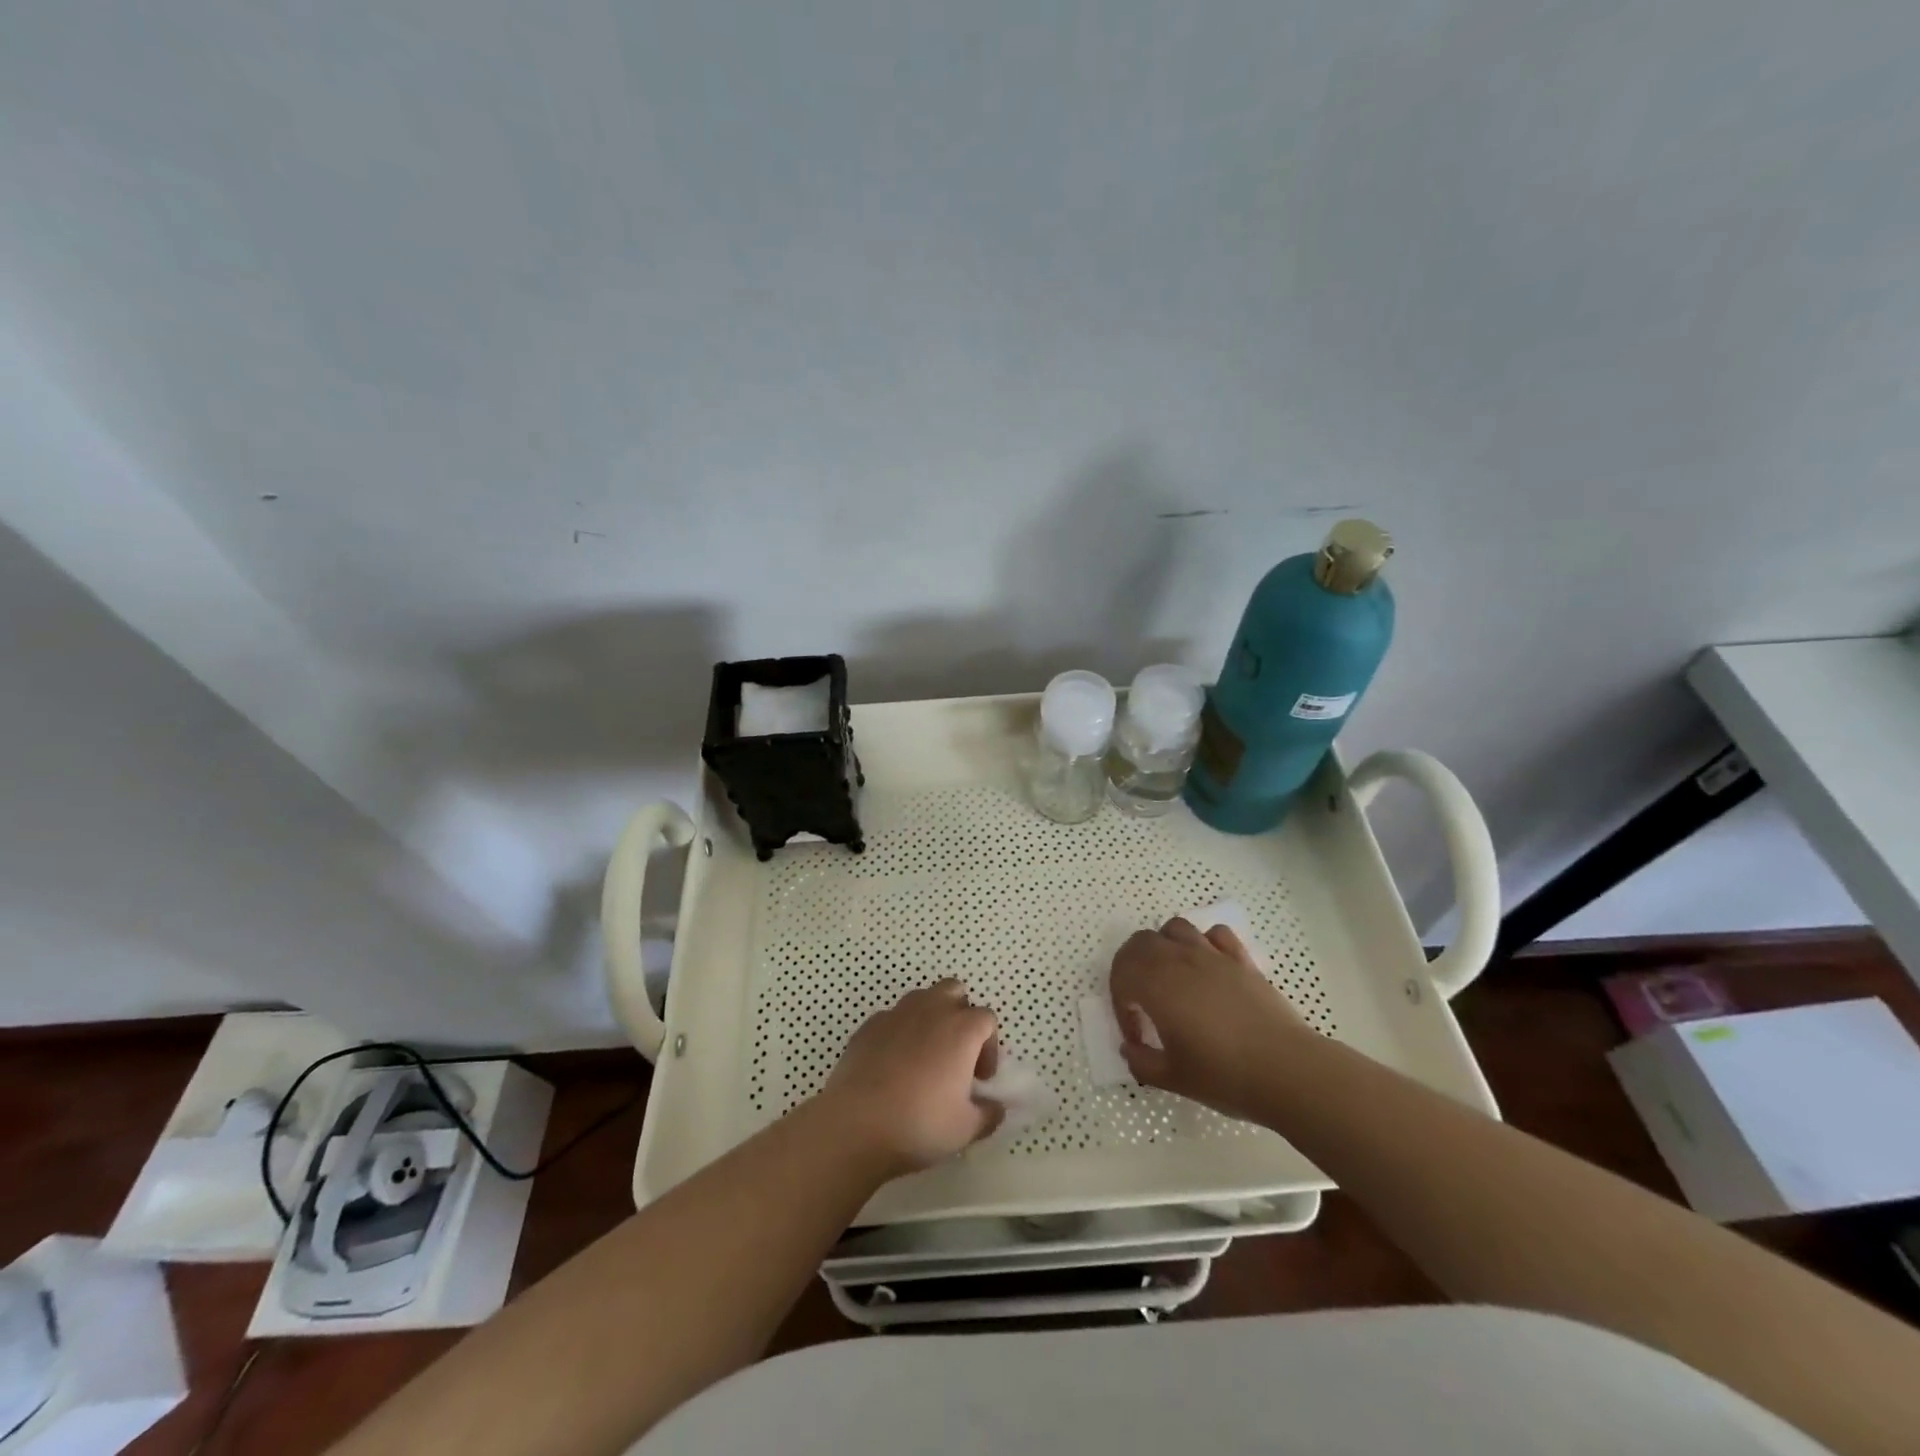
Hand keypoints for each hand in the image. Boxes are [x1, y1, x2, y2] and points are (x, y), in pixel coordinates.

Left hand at [816, 979, 1002, 1177]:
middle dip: (960, 1014)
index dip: (989, 1047)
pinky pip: (892, 1018)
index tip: (980, 1079)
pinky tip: (892, 1065)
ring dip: (930, 1018)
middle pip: (954, 991)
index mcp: (961, 1029)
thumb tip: (994, 1107)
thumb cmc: (920, 1124)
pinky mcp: (868, 1025)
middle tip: (956, 1054)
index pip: (987, 1019)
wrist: (855, 1124)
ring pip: (922, 999)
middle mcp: (931, 1010)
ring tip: (925, 1057)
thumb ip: (988, 1114)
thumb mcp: (966, 1129)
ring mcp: (896, 1014)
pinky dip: (899, 1033)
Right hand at [1110, 917, 1310, 1122]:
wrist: (1287, 1071)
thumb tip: (1130, 1050)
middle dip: (1130, 967)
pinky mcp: (1241, 960)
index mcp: (1156, 985)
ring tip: (1171, 977)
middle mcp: (1180, 960)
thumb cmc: (1224, 1076)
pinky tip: (1208, 967)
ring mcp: (1213, 956)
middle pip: (1141, 942)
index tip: (1136, 1038)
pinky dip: (1203, 943)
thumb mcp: (1173, 1078)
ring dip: (1163, 947)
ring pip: (1175, 928)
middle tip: (1139, 1000)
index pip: (1121, 977)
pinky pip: (1215, 934)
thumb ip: (1142, 1062)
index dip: (1120, 1005)